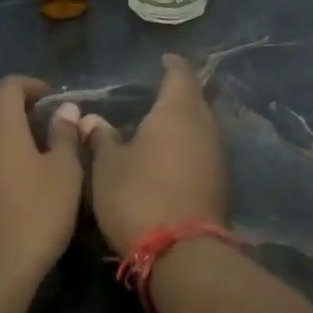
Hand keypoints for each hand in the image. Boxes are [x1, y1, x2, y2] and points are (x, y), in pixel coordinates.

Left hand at [0, 77, 83, 289]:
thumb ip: (65, 136)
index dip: (29, 84)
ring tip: (21, 140)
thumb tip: (66, 109)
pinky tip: (3, 168)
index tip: (50, 95)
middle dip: (6, 97)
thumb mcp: (64, 174)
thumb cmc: (34, 217)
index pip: (7, 86)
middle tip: (33, 112)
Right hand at [81, 54, 228, 251]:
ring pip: (202, 126)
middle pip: (196, 99)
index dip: (172, 64)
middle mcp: (205, 126)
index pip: (180, 74)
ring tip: (161, 125)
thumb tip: (92, 119)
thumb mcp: (107, 166)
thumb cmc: (138, 196)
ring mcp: (217, 155)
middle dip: (179, 93)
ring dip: (185, 122)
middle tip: (157, 93)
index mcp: (177, 112)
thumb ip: (101, 138)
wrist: (182, 252)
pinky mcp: (221, 182)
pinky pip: (204, 150)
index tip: (163, 60)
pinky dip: (189, 146)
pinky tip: (171, 156)